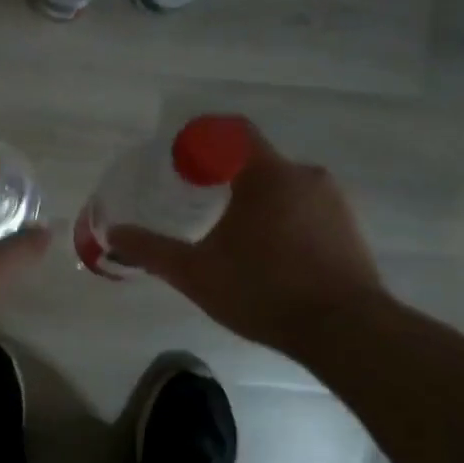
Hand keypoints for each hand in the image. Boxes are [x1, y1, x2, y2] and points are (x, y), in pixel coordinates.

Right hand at [108, 125, 386, 363]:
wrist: (344, 330)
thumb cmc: (263, 290)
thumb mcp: (196, 273)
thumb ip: (152, 250)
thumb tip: (113, 233)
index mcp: (267, 174)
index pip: (232, 132)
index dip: (202, 141)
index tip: (181, 163)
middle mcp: (305, 175)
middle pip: (256, 164)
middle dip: (226, 181)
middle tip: (200, 209)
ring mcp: (334, 202)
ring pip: (284, 190)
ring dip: (257, 205)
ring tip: (234, 240)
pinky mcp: (351, 229)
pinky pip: (307, 212)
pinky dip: (284, 223)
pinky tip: (271, 259)